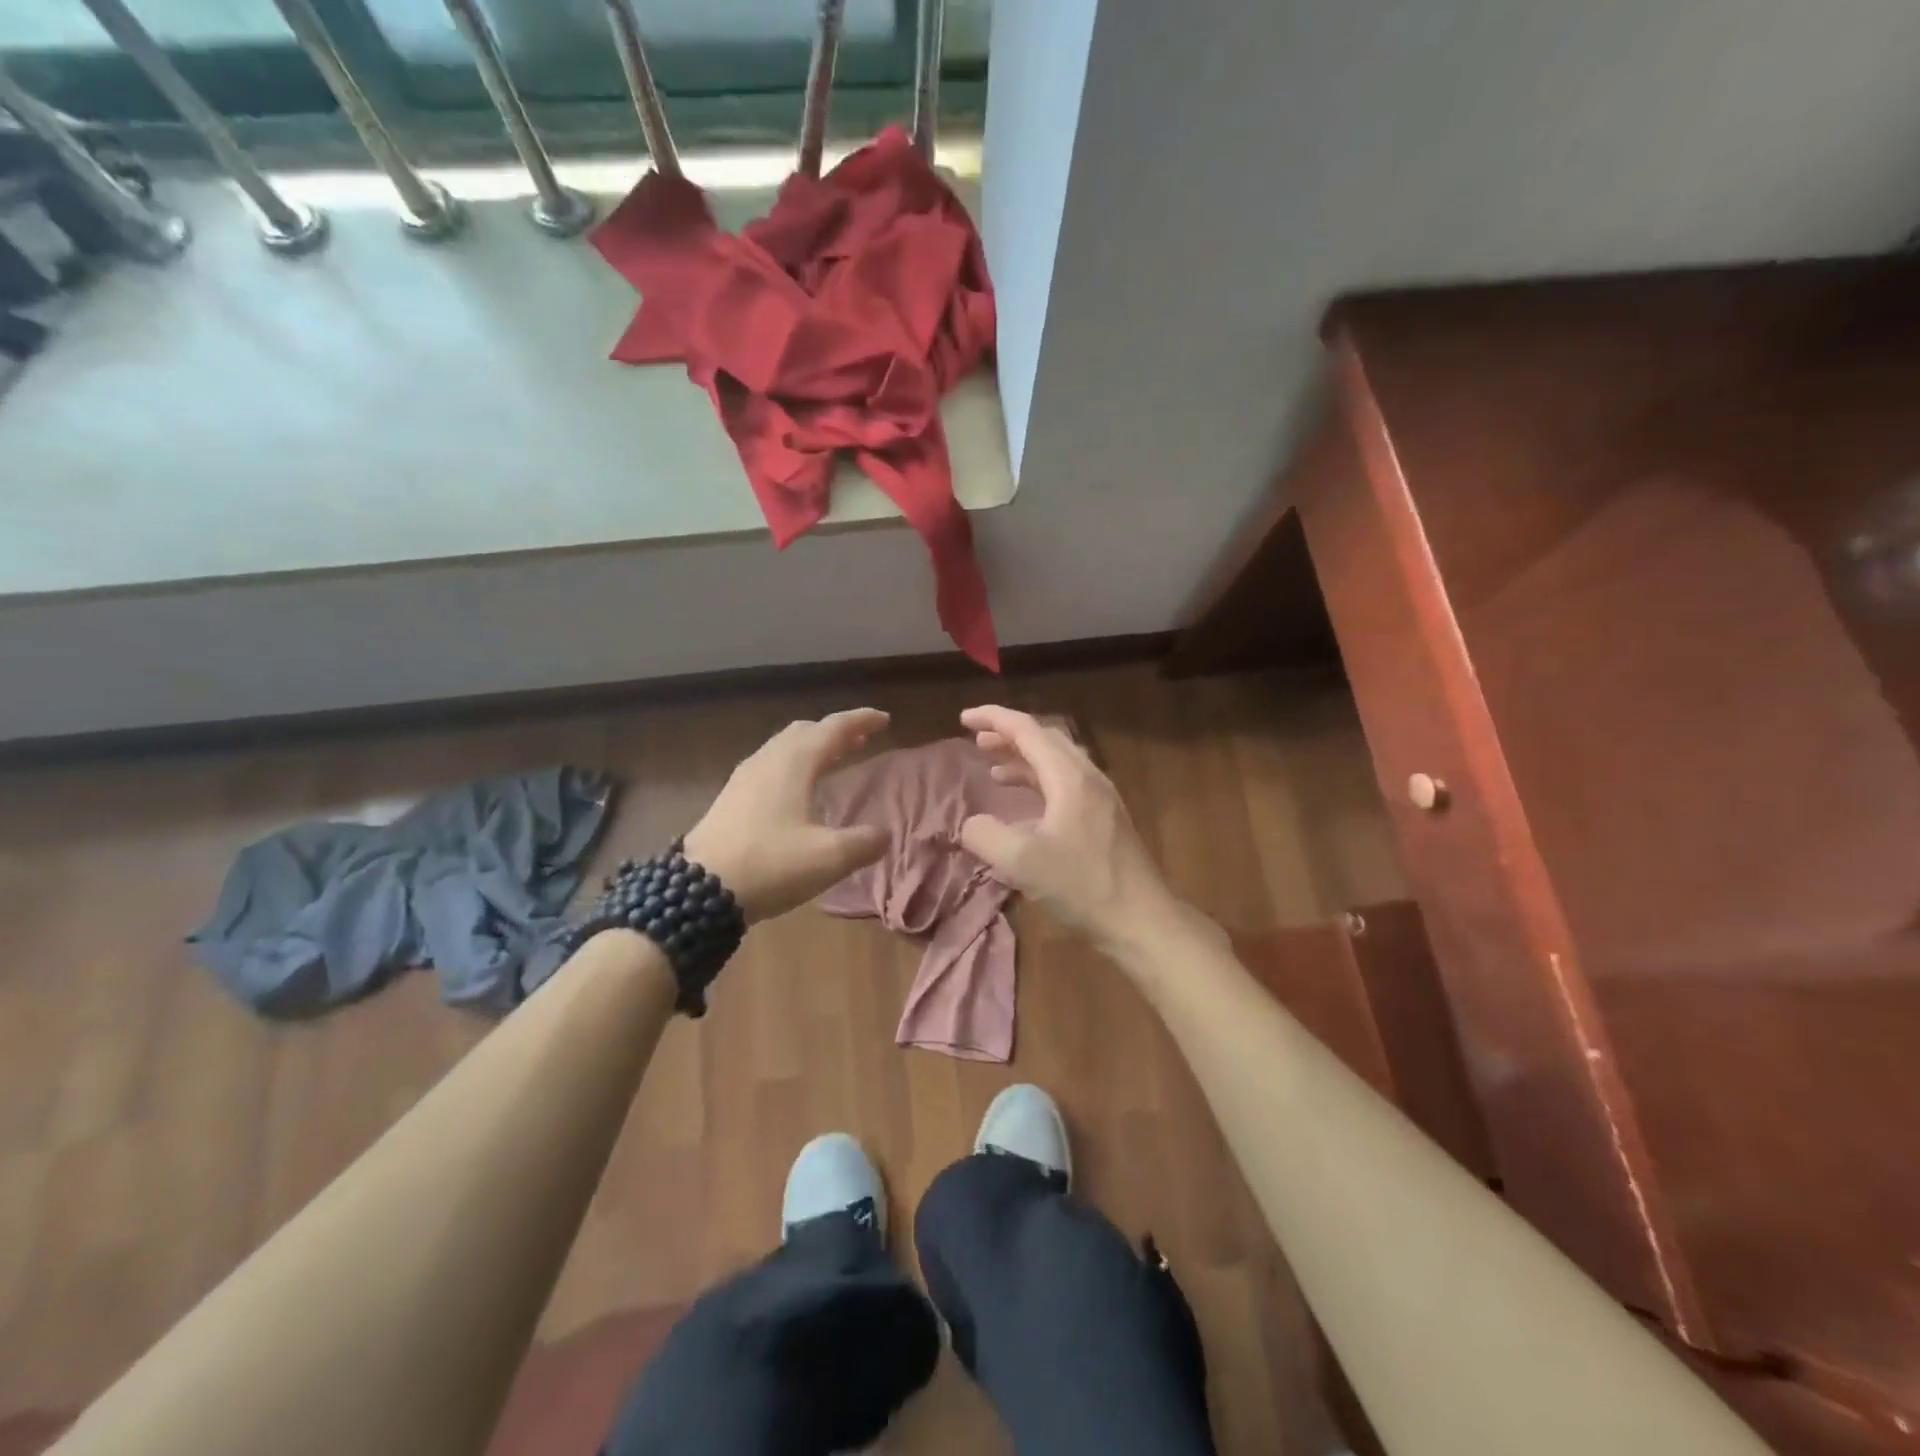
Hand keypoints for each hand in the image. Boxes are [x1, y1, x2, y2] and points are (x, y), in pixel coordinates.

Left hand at [682, 709, 891, 923]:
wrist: (699, 889)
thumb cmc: (770, 864)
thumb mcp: (828, 858)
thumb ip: (864, 843)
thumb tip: (884, 835)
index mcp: (794, 763)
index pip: (834, 728)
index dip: (861, 721)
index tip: (884, 719)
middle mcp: (768, 760)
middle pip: (806, 731)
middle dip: (835, 732)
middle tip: (861, 740)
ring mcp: (745, 777)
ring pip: (784, 747)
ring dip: (813, 746)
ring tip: (835, 759)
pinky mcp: (731, 797)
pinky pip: (770, 764)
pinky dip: (794, 763)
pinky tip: (798, 789)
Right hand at [957, 705, 1186, 953]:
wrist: (1141, 919)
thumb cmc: (1083, 885)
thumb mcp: (1022, 862)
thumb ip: (986, 836)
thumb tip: (970, 824)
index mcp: (1070, 777)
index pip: (1027, 730)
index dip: (993, 719)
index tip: (963, 719)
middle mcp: (1088, 777)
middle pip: (1046, 739)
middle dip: (1009, 735)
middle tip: (977, 741)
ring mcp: (1100, 798)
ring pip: (1057, 762)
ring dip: (1023, 760)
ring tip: (993, 769)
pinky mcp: (1104, 819)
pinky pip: (1065, 785)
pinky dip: (1038, 783)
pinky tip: (1024, 808)